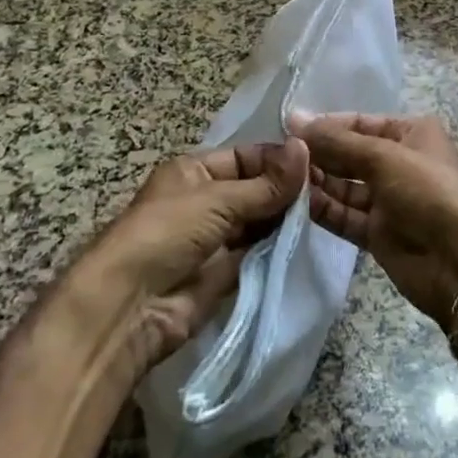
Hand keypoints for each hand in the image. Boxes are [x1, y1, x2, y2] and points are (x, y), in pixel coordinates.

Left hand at [75, 140, 307, 376]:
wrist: (129, 307)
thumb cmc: (167, 233)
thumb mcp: (218, 199)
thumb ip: (266, 184)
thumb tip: (306, 149)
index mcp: (194, 170)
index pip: (245, 157)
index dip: (278, 160)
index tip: (319, 164)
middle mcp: (204, 201)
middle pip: (254, 190)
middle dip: (285, 191)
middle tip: (328, 191)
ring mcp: (214, 239)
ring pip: (258, 222)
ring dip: (284, 220)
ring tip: (324, 215)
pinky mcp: (223, 274)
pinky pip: (256, 254)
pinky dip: (277, 249)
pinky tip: (307, 242)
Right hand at [295, 113, 457, 328]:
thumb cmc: (428, 191)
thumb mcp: (384, 157)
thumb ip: (337, 141)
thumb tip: (294, 117)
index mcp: (410, 134)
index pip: (359, 123)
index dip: (325, 125)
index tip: (287, 128)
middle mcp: (398, 162)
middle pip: (349, 154)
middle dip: (318, 154)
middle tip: (279, 155)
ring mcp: (389, 200)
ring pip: (344, 186)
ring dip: (316, 182)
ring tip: (282, 178)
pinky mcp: (378, 233)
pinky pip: (344, 215)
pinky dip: (323, 209)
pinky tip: (295, 203)